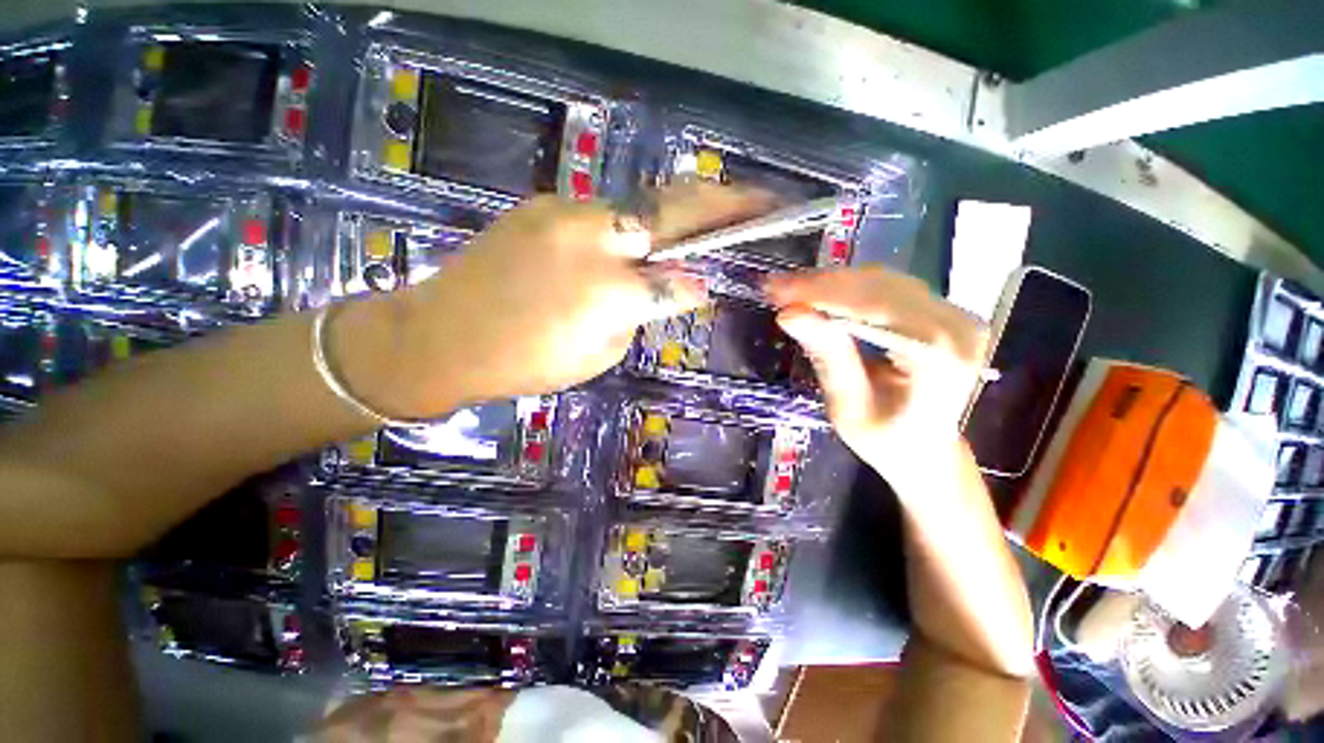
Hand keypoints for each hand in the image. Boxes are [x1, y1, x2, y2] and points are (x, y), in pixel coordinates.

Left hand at [358, 185, 773, 415]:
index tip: (713, 284)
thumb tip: (668, 291)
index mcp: (613, 295)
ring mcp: (570, 215)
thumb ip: (638, 316)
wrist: (444, 333)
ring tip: (704, 210)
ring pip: (639, 206)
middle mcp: (599, 244)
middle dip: (724, 205)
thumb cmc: (525, 362)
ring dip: (675, 210)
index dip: (698, 285)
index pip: (678, 284)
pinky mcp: (545, 204)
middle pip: (674, 215)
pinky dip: (624, 225)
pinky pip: (602, 213)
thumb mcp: (597, 355)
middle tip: (760, 199)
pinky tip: (626, 238)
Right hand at [766, 267, 987, 487]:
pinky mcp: (943, 311)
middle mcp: (956, 325)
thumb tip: (790, 313)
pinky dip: (847, 288)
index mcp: (939, 356)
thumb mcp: (848, 408)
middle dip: (820, 285)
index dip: (819, 294)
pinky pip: (888, 288)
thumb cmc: (887, 442)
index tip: (775, 291)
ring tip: (790, 290)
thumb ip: (827, 356)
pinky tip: (819, 293)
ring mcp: (953, 314)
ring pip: (881, 281)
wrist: (928, 453)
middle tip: (775, 288)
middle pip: (877, 287)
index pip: (871, 306)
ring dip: (830, 283)